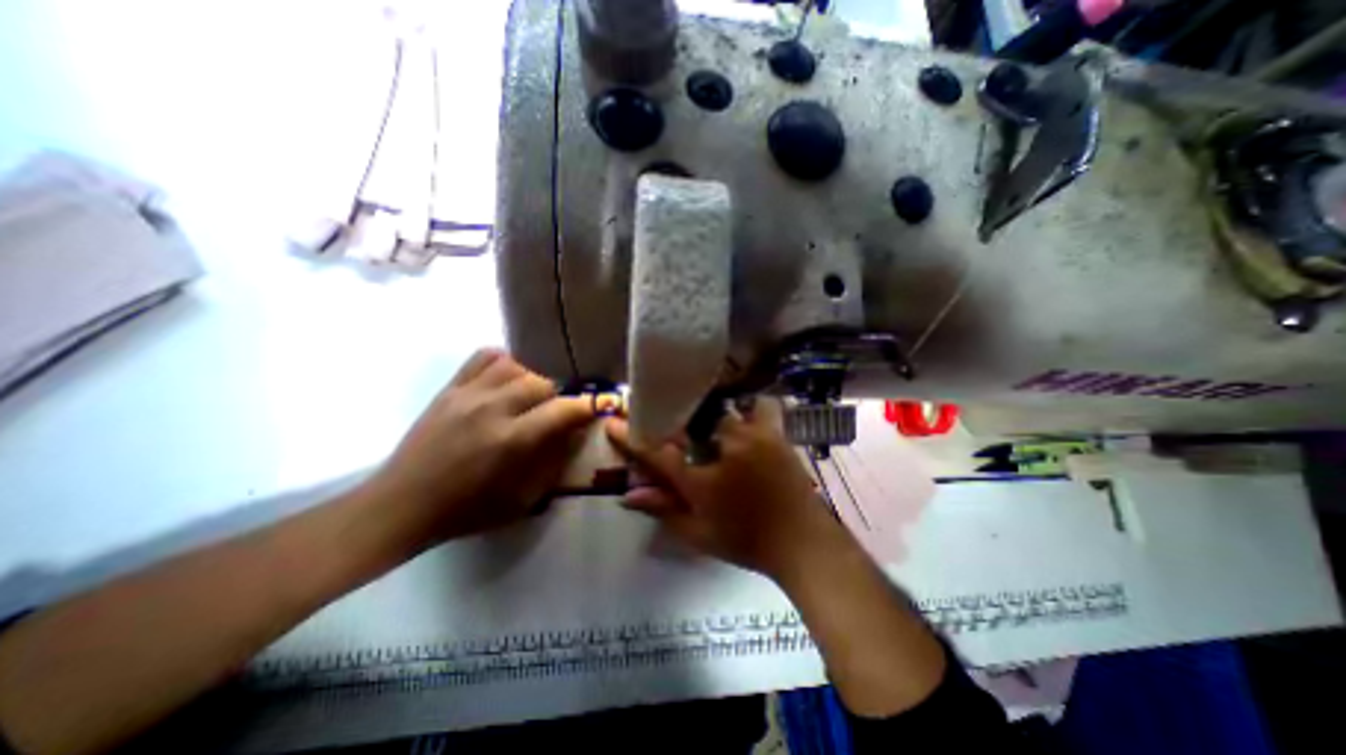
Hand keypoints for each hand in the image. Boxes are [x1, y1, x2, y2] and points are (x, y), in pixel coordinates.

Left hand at [365, 350, 597, 543]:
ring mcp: (467, 394)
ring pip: (516, 366)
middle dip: (556, 397)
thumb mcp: (523, 499)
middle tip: (553, 413)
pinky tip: (504, 381)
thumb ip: (554, 462)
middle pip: (542, 383)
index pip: (563, 411)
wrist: (402, 505)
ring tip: (527, 397)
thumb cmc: (468, 510)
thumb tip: (575, 433)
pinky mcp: (449, 389)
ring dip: (531, 380)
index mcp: (512, 441)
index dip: (587, 407)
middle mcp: (493, 409)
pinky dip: (503, 363)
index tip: (598, 407)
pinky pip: (483, 357)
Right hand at [607, 402, 836, 578]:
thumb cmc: (747, 541)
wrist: (802, 543)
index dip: (632, 437)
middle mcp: (723, 449)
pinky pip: (762, 407)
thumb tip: (628, 496)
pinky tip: (747, 417)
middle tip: (672, 424)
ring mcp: (752, 436)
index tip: (614, 422)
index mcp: (701, 479)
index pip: (657, 453)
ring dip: (712, 416)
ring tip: (711, 425)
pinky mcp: (774, 433)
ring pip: (723, 409)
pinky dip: (752, 408)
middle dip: (675, 421)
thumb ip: (663, 510)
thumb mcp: (699, 533)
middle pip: (689, 422)